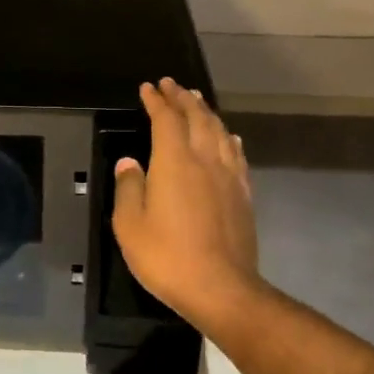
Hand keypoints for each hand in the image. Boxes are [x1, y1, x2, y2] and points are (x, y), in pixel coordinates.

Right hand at [111, 79, 260, 332]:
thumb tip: (129, 162)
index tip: (147, 88)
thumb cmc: (167, 256)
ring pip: (220, 132)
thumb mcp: (130, 224)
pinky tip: (229, 137)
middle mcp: (205, 160)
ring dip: (206, 112)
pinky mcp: (244, 195)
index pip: (166, 119)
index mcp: (174, 162)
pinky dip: (228, 138)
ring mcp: (229, 176)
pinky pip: (236, 155)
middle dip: (182, 98)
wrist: (221, 288)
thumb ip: (129, 187)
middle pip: (197, 118)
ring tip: (197, 101)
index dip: (156, 101)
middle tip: (171, 85)